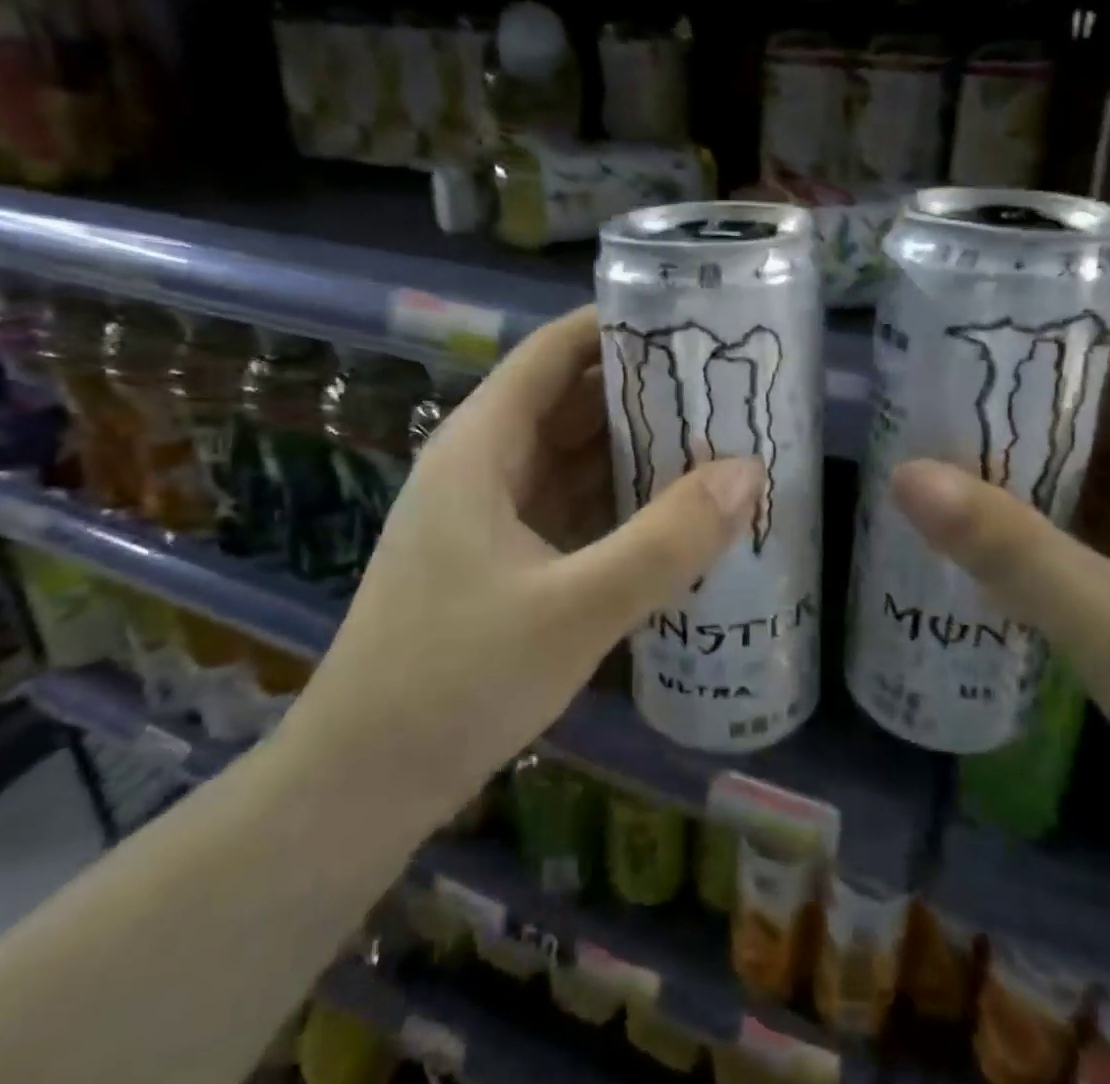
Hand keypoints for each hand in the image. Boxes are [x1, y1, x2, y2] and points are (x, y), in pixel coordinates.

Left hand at [279, 307, 762, 824]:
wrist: (359, 786)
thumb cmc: (453, 680)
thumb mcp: (574, 608)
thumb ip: (666, 540)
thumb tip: (749, 472)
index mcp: (482, 445)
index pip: (555, 352)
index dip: (618, 327)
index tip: (691, 323)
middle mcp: (485, 465)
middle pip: (572, 402)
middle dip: (645, 391)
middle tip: (725, 387)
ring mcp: (492, 515)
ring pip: (575, 458)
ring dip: (637, 449)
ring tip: (717, 441)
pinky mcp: (504, 560)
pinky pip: (572, 507)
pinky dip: (620, 502)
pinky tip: (675, 513)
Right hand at [892, 325, 1109, 861]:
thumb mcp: (1106, 619)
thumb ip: (1005, 545)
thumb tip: (904, 472)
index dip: (1056, 336)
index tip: (973, 338)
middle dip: (1028, 397)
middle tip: (938, 394)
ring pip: (1108, 461)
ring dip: (1037, 453)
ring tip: (948, 444)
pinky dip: (1056, 504)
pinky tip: (997, 519)